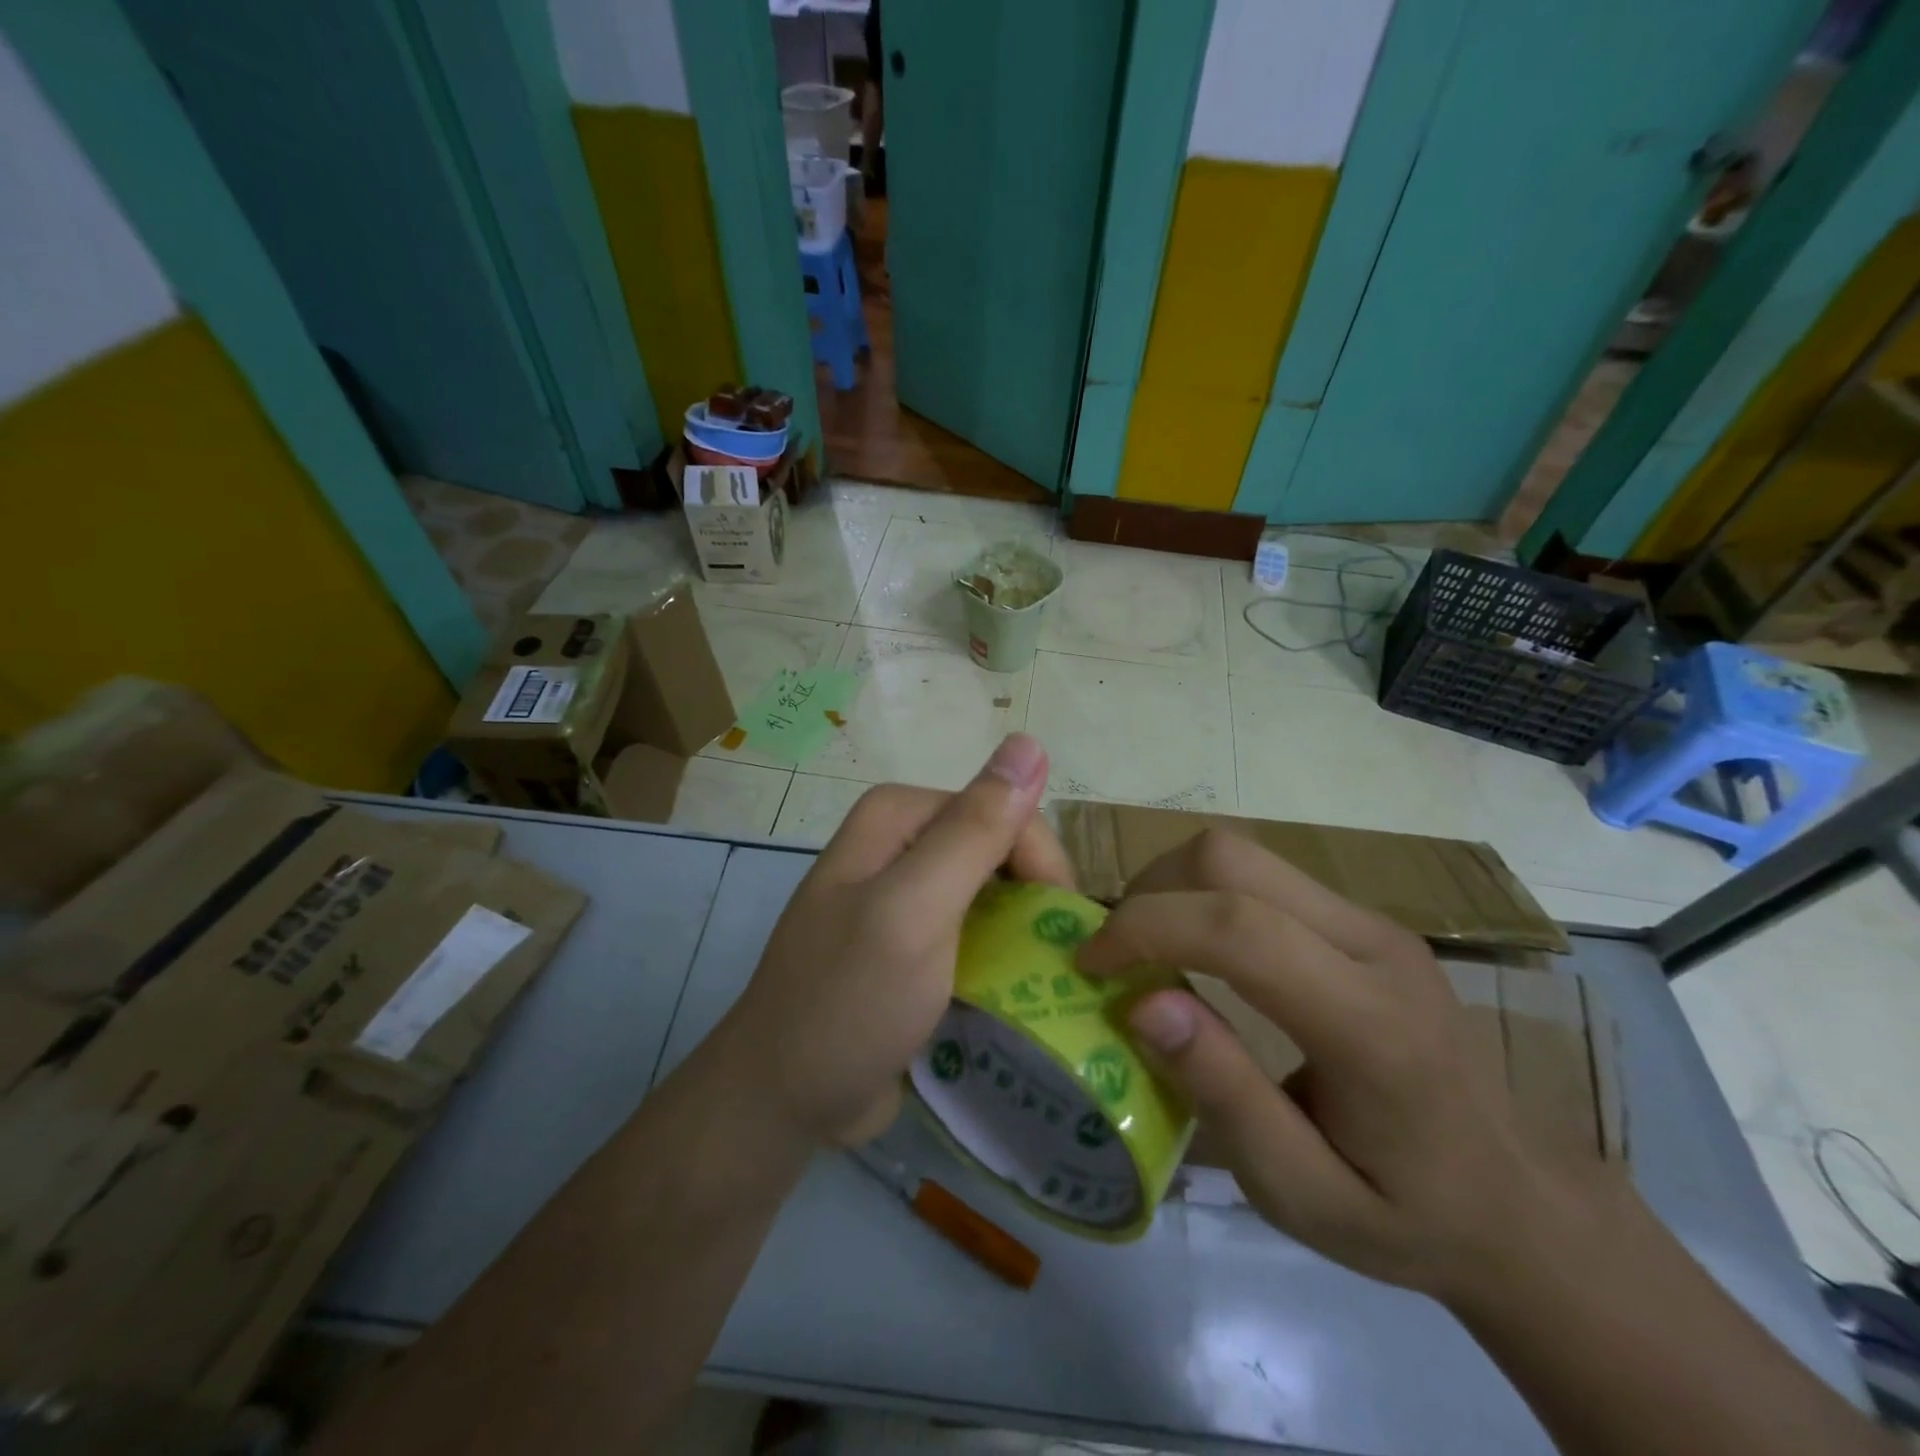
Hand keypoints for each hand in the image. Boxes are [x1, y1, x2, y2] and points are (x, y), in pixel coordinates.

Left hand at [716, 734, 1071, 1146]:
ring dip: (1025, 930)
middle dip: (1034, 898)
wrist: (783, 1099)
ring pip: (995, 892)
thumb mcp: (914, 909)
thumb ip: (973, 831)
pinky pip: (976, 931)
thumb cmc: (848, 1000)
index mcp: (898, 816)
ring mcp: (905, 894)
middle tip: (1056, 961)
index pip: (1002, 810)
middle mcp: (901, 842)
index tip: (1059, 929)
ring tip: (1047, 979)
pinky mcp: (913, 941)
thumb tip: (1030, 742)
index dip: (1040, 863)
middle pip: (1000, 849)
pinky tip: (1017, 990)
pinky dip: (1003, 956)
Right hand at [1076, 828, 1549, 1299]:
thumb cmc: (1406, 1214)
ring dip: (1173, 886)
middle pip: (1232, 859)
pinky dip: (1204, 894)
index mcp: (1370, 1023)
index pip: (1239, 931)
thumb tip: (1142, 1004)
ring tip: (1147, 949)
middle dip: (1151, 891)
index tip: (1088, 965)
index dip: (1146, 929)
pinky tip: (1197, 949)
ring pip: (1242, 854)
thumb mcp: (1301, 1194)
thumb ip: (1223, 1095)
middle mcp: (1375, 945)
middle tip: (1117, 955)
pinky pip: (1262, 875)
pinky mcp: (1363, 919)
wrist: (1521, 1203)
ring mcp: (1373, 922)